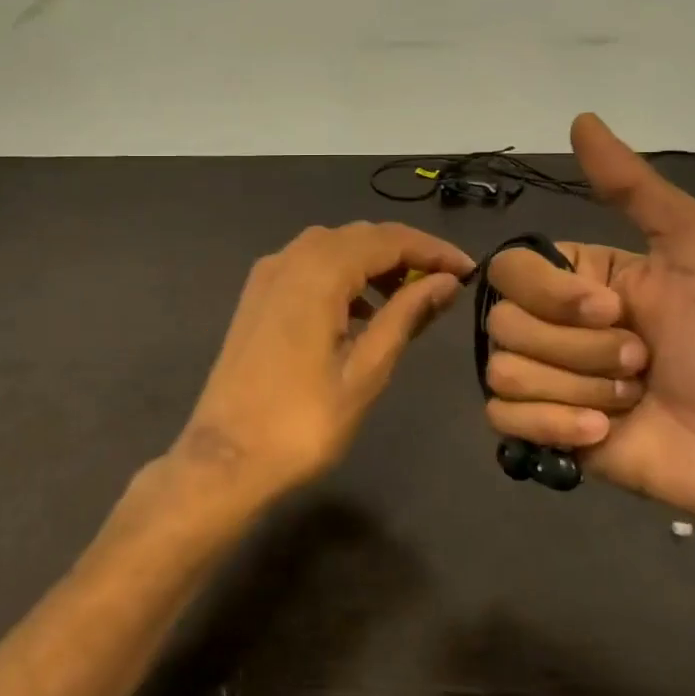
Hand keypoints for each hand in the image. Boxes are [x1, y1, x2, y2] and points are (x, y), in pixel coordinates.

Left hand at [177, 222, 474, 506]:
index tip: (469, 270)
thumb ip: (405, 316)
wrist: (225, 459)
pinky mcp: (257, 296)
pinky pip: (308, 266)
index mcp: (318, 272)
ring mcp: (267, 275)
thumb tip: (445, 282)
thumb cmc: (302, 423)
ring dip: (373, 263)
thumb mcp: (365, 371)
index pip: (388, 240)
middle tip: (444, 284)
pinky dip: (342, 276)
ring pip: (332, 247)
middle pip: (359, 236)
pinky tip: (360, 311)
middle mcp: (289, 259)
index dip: (432, 250)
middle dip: (406, 253)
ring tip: (408, 298)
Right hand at [483, 114, 694, 556]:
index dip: (551, 293)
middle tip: (641, 362)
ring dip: (579, 388)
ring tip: (630, 398)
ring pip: (503, 371)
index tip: (612, 309)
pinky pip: (502, 418)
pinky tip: (602, 432)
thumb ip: (634, 187)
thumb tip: (580, 118)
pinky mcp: (541, 432)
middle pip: (504, 324)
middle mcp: (548, 324)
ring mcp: (542, 380)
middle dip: (580, 349)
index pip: (508, 269)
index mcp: (574, 279)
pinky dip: (554, 427)